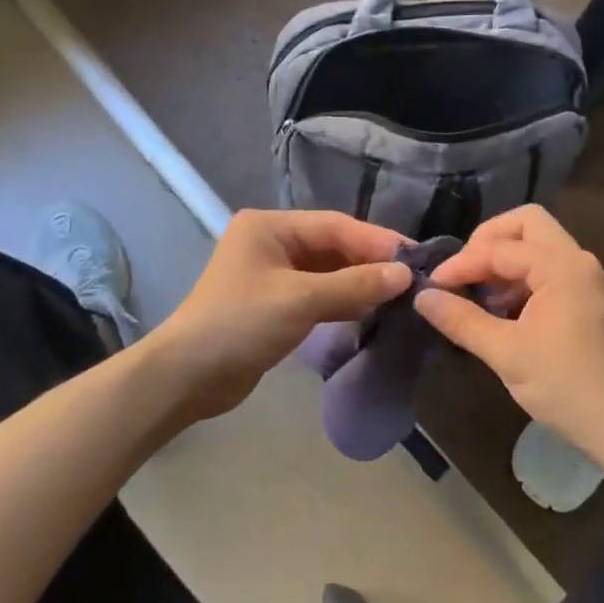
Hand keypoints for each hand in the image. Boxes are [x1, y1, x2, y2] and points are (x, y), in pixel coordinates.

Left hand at [146, 209, 410, 421]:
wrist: (188, 377)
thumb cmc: (240, 324)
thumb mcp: (301, 300)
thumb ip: (354, 284)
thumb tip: (406, 275)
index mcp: (269, 227)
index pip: (335, 226)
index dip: (376, 240)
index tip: (415, 257)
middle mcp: (271, 243)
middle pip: (332, 246)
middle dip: (370, 262)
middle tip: (412, 278)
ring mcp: (272, 275)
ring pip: (328, 272)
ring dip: (359, 283)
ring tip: (400, 295)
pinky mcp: (275, 305)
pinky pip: (318, 294)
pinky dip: (343, 301)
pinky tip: (371, 310)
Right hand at [414, 206, 603, 459]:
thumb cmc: (565, 386)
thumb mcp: (506, 353)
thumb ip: (462, 320)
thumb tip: (422, 297)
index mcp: (562, 267)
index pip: (500, 247)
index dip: (462, 263)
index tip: (433, 286)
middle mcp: (577, 262)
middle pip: (527, 224)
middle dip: (488, 241)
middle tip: (462, 271)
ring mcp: (585, 279)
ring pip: (538, 245)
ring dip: (503, 259)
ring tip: (477, 293)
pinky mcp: (585, 298)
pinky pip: (547, 268)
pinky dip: (519, 277)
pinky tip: (500, 309)